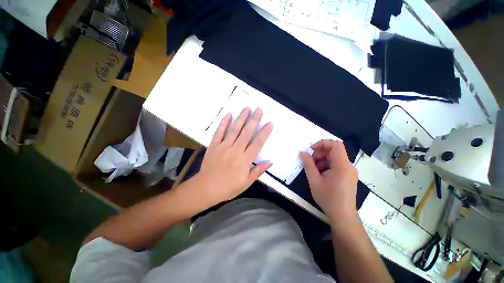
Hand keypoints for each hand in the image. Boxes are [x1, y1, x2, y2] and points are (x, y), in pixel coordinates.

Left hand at [196, 107, 272, 205]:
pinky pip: (219, 132)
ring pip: (234, 129)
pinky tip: (228, 114)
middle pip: (247, 132)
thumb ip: (258, 171)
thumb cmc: (228, 187)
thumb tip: (270, 162)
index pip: (257, 143)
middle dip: (254, 120)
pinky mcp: (214, 145)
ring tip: (247, 108)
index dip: (264, 132)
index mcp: (245, 160)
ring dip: (241, 118)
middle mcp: (236, 150)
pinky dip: (223, 123)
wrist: (206, 188)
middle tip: (259, 109)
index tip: (270, 123)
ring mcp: (224, 146)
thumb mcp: (246, 183)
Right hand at [300, 140, 357, 221]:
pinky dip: (327, 166)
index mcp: (342, 165)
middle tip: (311, 162)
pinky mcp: (349, 176)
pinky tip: (321, 175)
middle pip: (334, 151)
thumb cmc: (328, 198)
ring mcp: (350, 171)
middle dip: (320, 153)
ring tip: (314, 170)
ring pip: (335, 158)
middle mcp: (349, 166)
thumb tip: (302, 152)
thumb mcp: (314, 180)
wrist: (342, 216)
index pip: (336, 145)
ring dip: (322, 160)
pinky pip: (337, 165)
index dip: (322, 143)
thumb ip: (308, 164)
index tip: (311, 150)